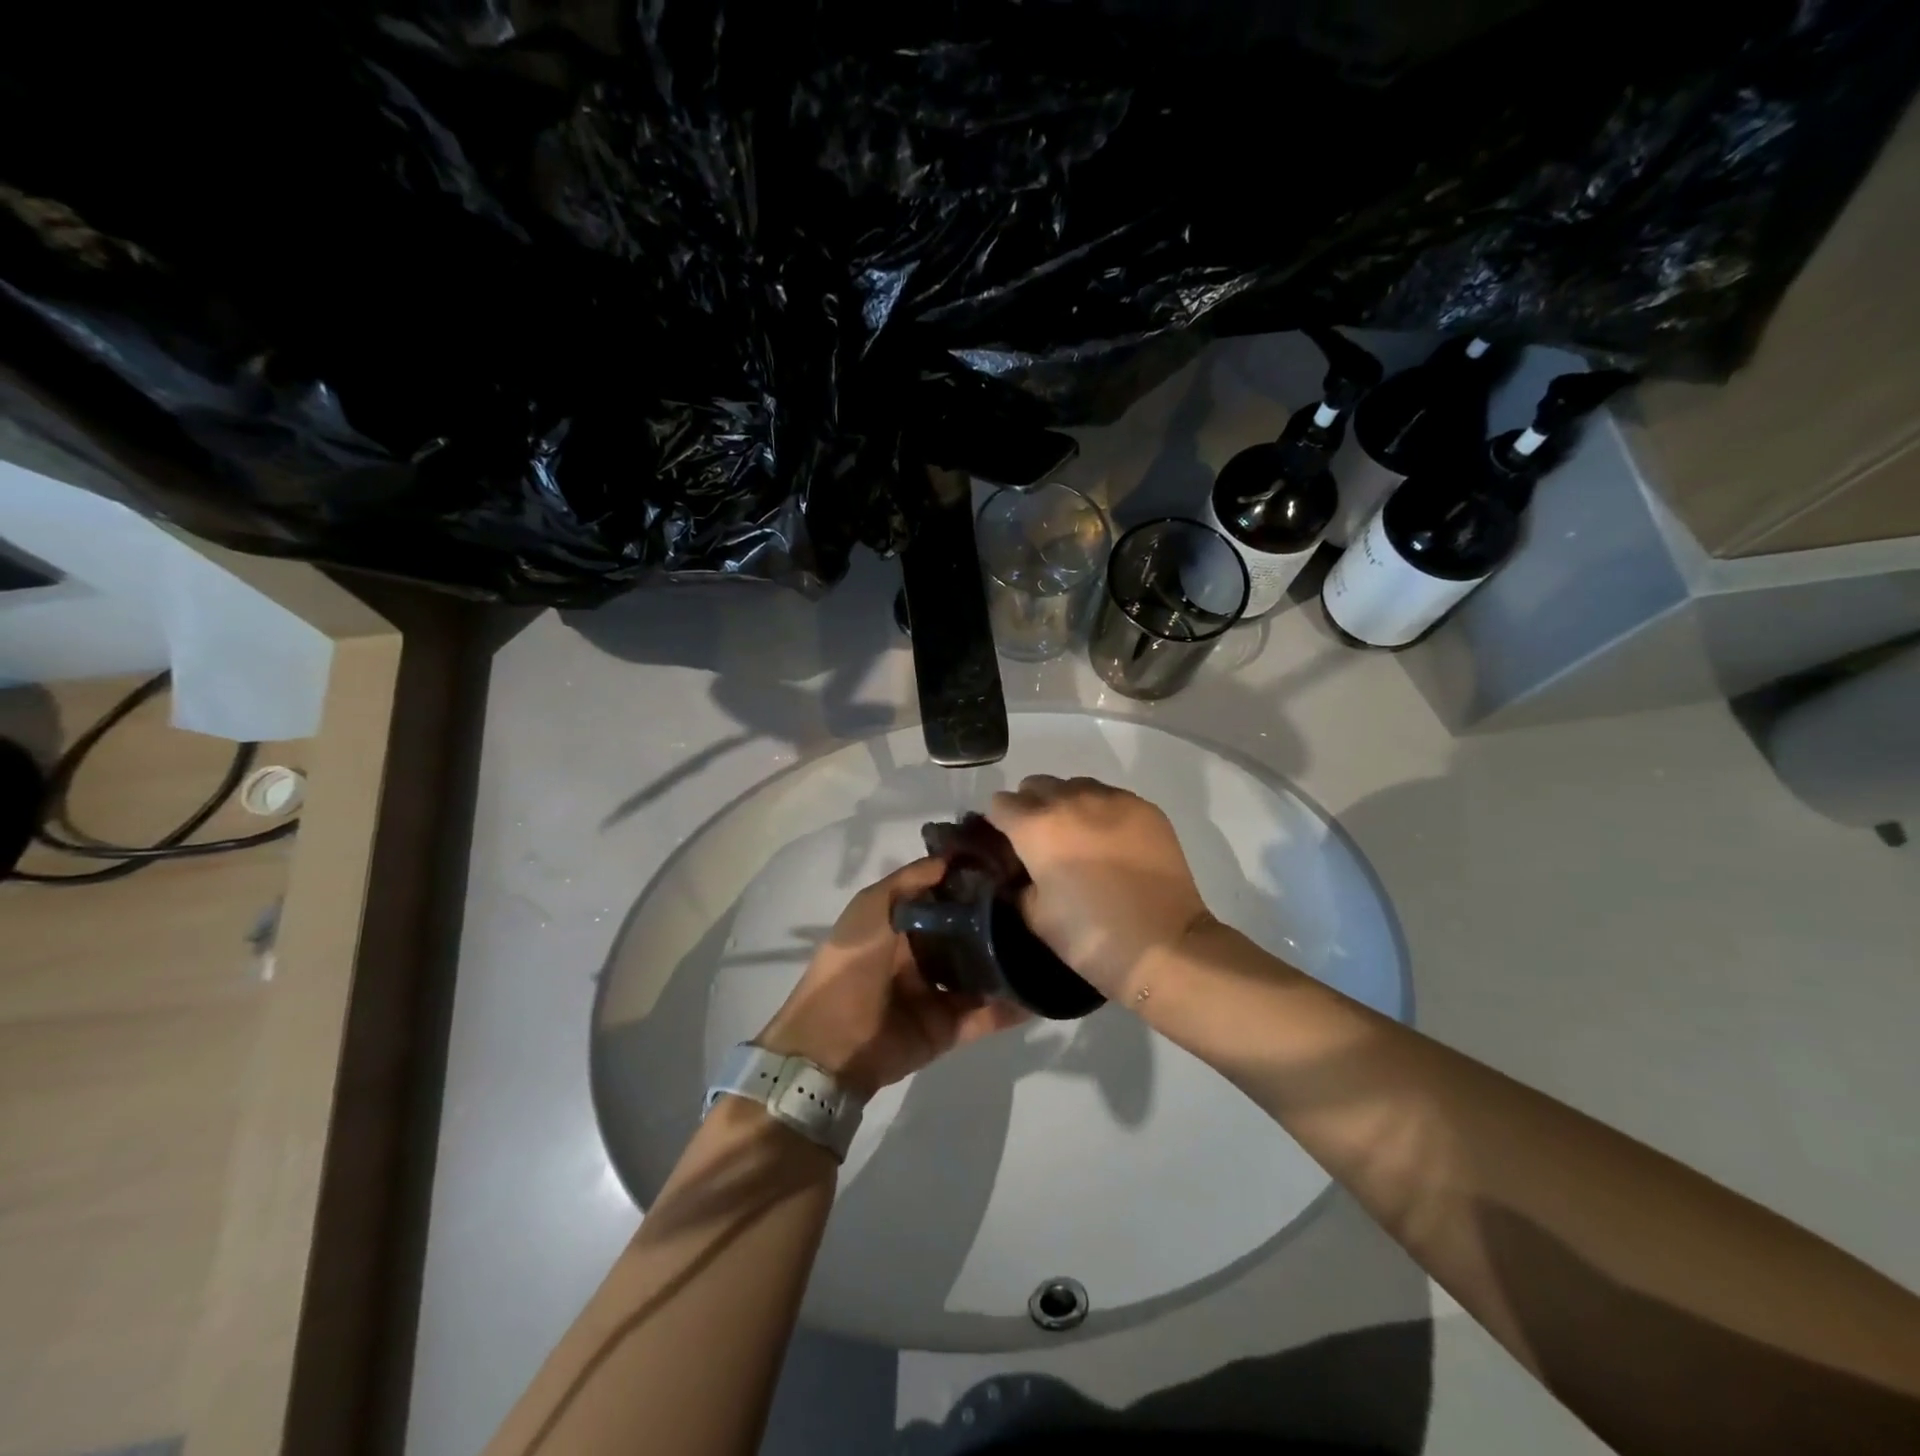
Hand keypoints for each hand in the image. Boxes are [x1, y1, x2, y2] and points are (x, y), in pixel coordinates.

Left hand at [757, 858, 1027, 1098]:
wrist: (831, 1043)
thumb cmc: (850, 964)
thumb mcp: (872, 907)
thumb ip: (911, 880)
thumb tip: (954, 857)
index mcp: (900, 923)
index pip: (944, 896)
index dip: (972, 882)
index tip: (1010, 865)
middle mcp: (922, 954)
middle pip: (967, 933)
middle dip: (998, 921)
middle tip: (1041, 904)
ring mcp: (937, 993)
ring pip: (982, 973)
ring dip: (1010, 962)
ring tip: (1051, 944)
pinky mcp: (949, 1028)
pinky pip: (987, 1015)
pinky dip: (1013, 1007)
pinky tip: (1044, 993)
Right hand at [987, 775, 1213, 999]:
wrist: (1164, 945)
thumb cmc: (1091, 937)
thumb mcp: (1036, 916)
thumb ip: (1019, 883)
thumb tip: (1021, 871)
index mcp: (1036, 826)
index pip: (1000, 804)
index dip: (999, 824)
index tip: (1009, 846)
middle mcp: (1070, 800)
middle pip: (1036, 785)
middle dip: (1032, 807)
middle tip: (1043, 842)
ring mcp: (1112, 799)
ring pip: (1075, 785)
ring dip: (1068, 804)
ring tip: (1080, 839)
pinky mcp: (1145, 807)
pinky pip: (1111, 796)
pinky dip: (1103, 812)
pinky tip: (1112, 843)